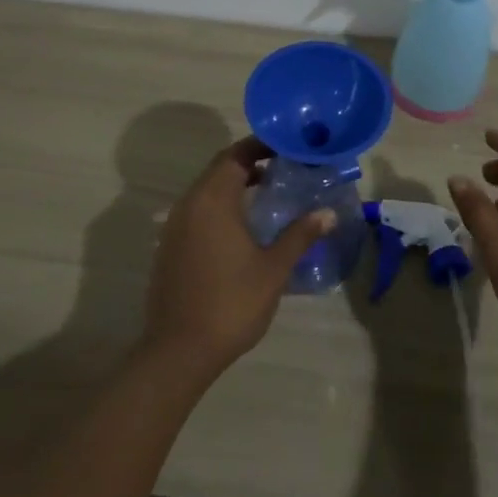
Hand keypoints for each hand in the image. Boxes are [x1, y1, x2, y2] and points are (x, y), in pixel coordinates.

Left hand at [143, 137, 334, 383]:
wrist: (179, 351)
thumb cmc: (231, 302)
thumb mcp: (274, 268)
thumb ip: (300, 235)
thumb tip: (328, 213)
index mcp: (212, 200)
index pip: (235, 155)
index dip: (261, 145)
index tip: (288, 146)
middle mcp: (189, 204)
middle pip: (220, 169)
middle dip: (251, 162)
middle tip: (285, 166)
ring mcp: (174, 226)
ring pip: (208, 191)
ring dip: (236, 185)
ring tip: (270, 192)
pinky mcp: (170, 247)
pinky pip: (198, 211)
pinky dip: (221, 206)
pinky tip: (244, 226)